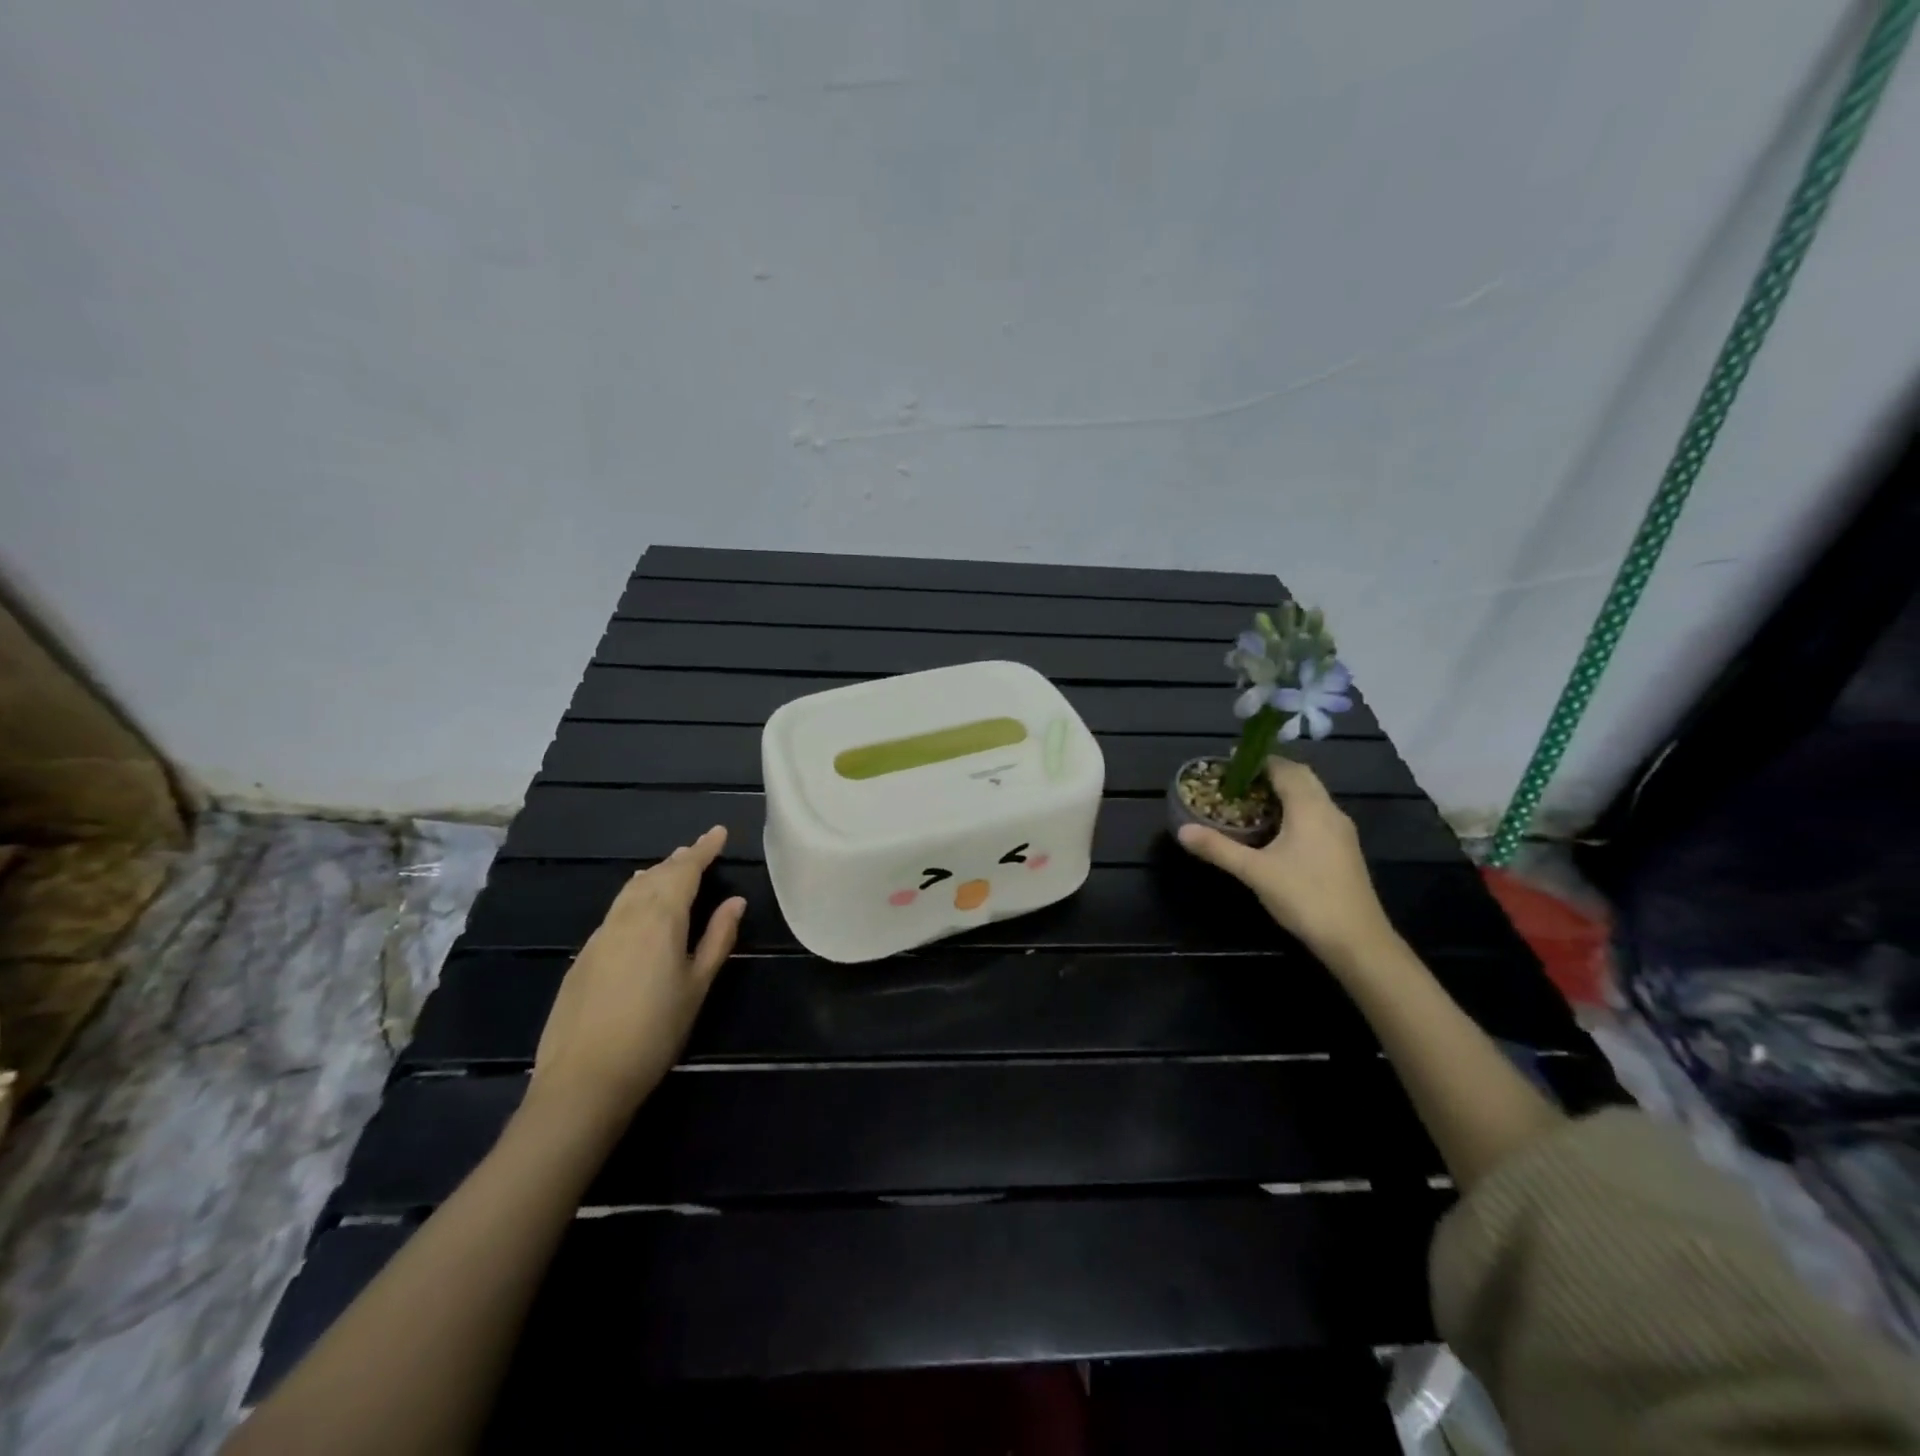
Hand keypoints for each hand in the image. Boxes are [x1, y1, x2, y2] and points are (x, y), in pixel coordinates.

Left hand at [528, 825, 745, 1124]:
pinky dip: (634, 896)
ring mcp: (600, 935)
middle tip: (698, 850)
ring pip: (631, 891)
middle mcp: (627, 917)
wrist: (583, 1079)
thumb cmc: (655, 1032)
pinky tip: (638, 908)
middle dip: (679, 860)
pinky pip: (616, 910)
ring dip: (654, 875)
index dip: (703, 849)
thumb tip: (735, 902)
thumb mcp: (698, 985)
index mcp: (660, 918)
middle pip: (656, 876)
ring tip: (670, 869)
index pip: (685, 871)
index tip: (718, 832)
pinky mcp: (584, 956)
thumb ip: (718, 938)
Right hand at [1176, 758, 1395, 965]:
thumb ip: (1218, 848)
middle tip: (1238, 779)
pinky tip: (1276, 829)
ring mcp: (1341, 831)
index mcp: (1310, 808)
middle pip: (1301, 777)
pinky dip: (1295, 809)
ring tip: (1252, 800)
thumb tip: (1182, 830)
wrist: (1356, 940)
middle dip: (1271, 772)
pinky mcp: (1343, 849)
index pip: (1284, 768)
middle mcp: (1330, 811)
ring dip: (1284, 790)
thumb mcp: (1255, 872)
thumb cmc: (1305, 897)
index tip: (1230, 761)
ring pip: (1312, 796)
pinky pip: (1317, 814)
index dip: (1258, 760)